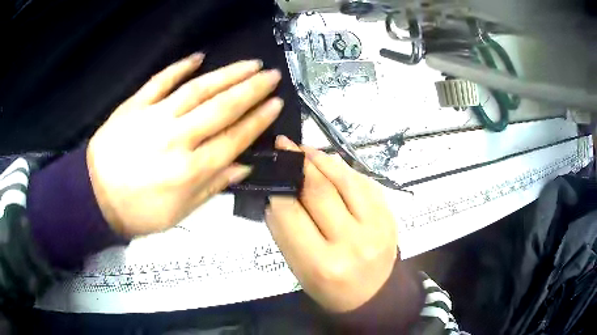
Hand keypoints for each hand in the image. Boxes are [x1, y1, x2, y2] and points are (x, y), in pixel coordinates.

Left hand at [88, 53, 282, 236]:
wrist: (94, 196)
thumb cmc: (138, 211)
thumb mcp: (179, 213)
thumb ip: (212, 187)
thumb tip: (243, 167)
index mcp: (190, 170)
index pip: (234, 139)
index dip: (258, 120)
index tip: (276, 103)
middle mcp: (177, 139)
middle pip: (221, 108)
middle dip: (251, 89)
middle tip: (272, 75)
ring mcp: (154, 118)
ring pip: (198, 90)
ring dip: (228, 74)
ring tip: (250, 64)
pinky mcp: (135, 105)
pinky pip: (160, 81)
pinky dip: (180, 67)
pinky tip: (199, 57)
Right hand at [266, 136, 396, 312]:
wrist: (375, 296)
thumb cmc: (330, 289)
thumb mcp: (299, 269)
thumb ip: (285, 232)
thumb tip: (276, 194)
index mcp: (322, 264)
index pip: (291, 214)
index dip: (277, 189)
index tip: (271, 172)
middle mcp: (352, 242)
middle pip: (319, 191)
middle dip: (298, 164)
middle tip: (284, 146)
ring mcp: (377, 226)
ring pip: (345, 179)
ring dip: (322, 158)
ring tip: (304, 148)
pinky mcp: (390, 216)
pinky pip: (365, 182)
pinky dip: (345, 169)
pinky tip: (330, 163)